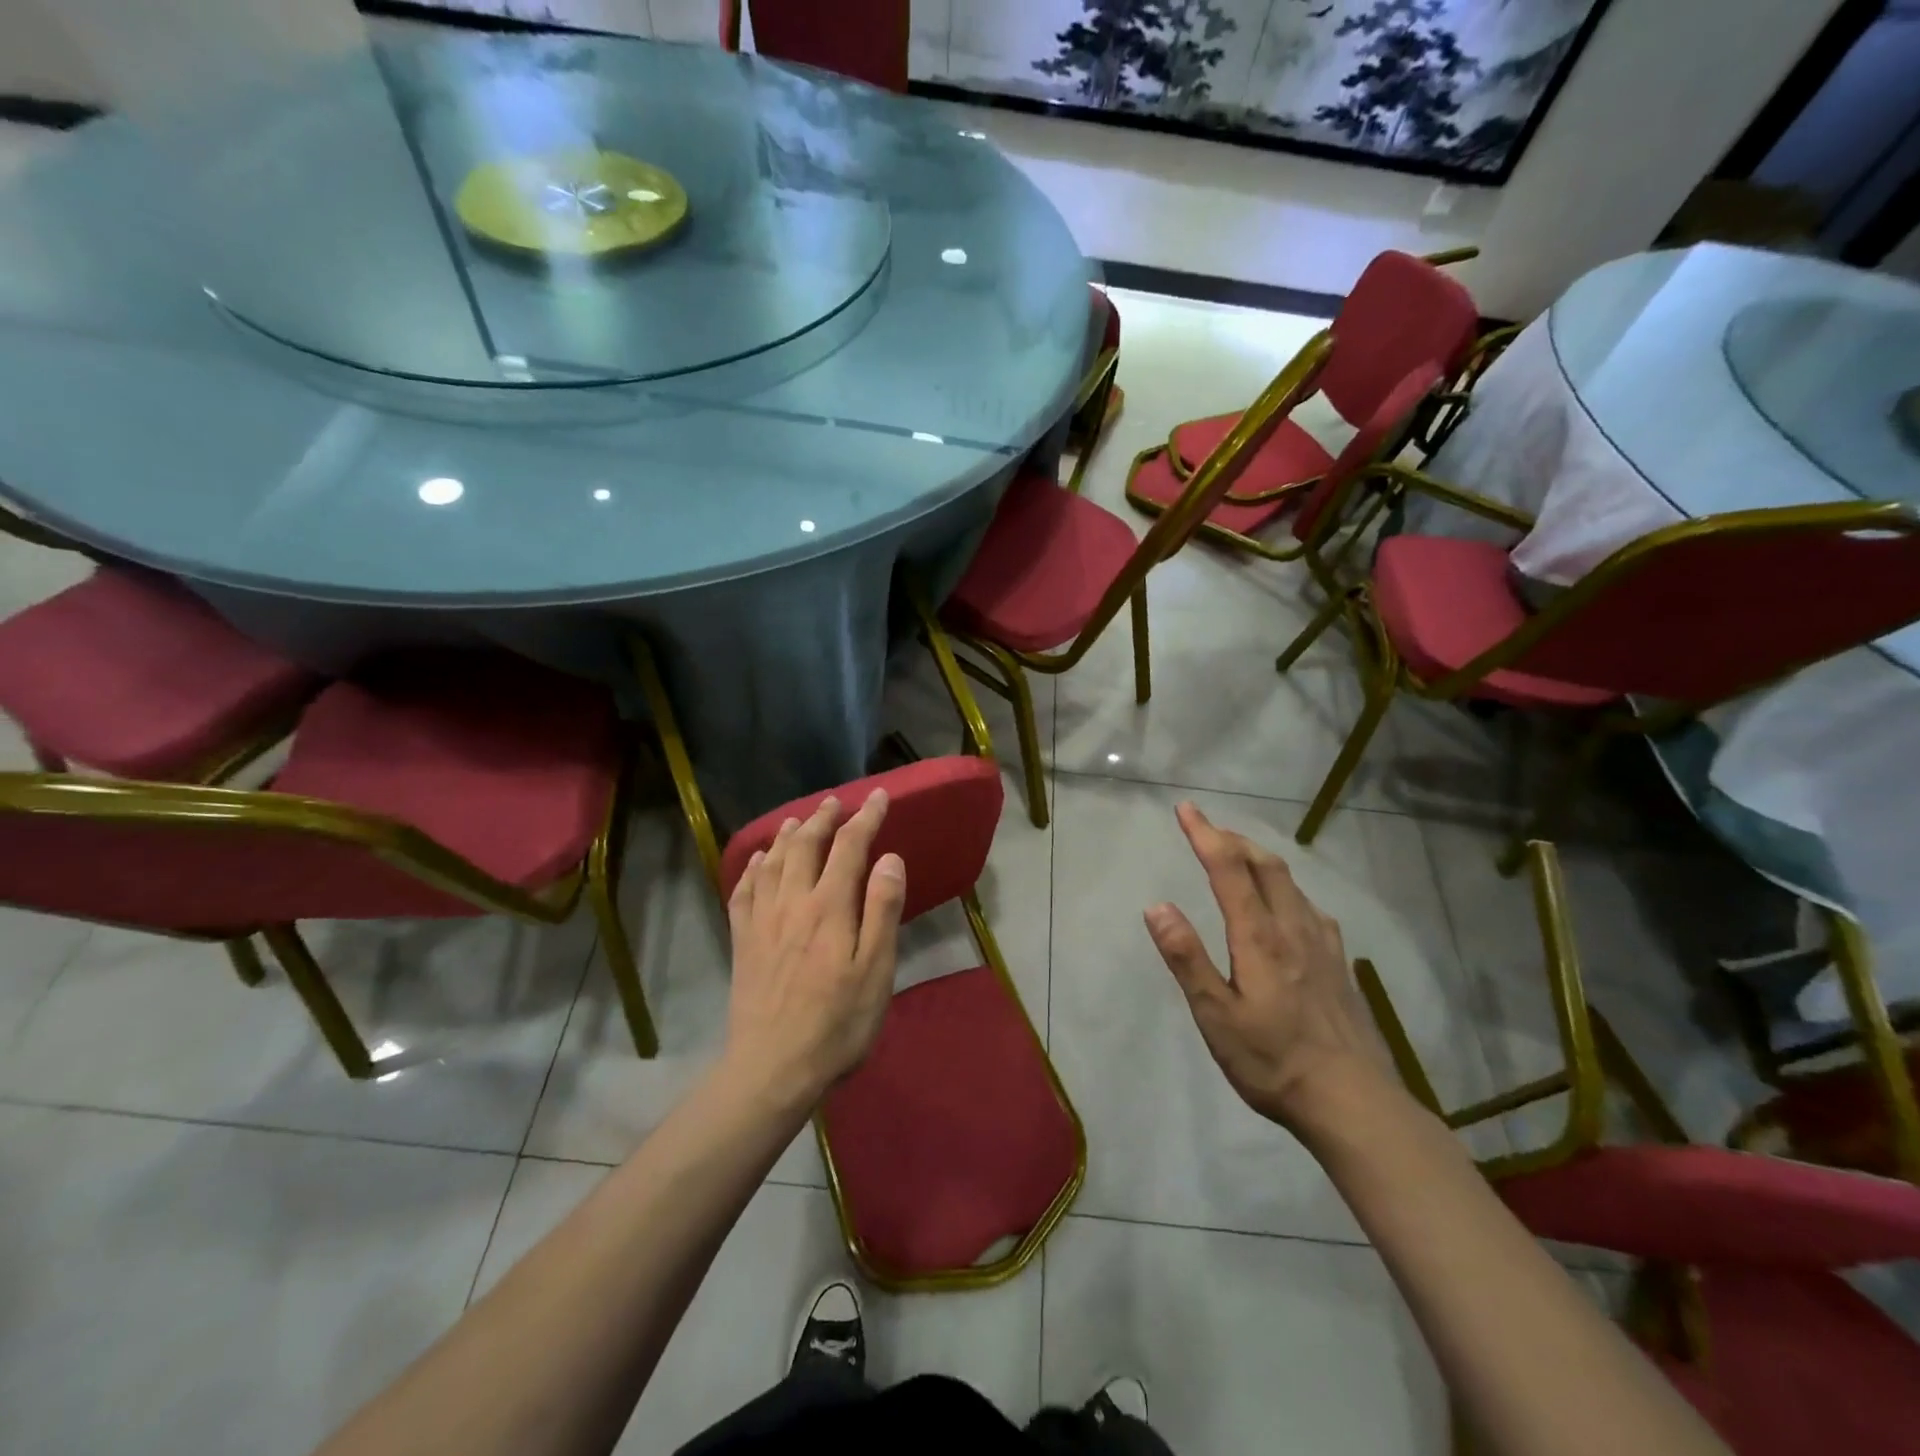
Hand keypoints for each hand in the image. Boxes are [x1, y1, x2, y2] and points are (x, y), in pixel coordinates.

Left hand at [723, 789, 906, 1112]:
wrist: (772, 1069)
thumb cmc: (837, 1024)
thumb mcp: (875, 971)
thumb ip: (882, 910)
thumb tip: (889, 858)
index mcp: (829, 907)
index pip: (849, 847)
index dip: (865, 817)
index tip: (878, 797)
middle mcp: (792, 902)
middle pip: (805, 845)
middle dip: (823, 819)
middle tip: (836, 802)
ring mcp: (761, 921)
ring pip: (772, 862)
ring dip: (787, 835)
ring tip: (798, 820)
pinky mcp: (742, 942)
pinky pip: (743, 892)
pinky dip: (751, 868)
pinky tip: (757, 862)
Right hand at [1144, 802, 1391, 1140]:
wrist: (1354, 1102)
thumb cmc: (1273, 1061)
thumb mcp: (1216, 1016)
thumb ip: (1187, 958)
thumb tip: (1157, 906)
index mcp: (1259, 937)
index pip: (1229, 869)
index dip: (1206, 834)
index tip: (1186, 808)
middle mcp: (1293, 928)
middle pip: (1265, 865)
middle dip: (1233, 838)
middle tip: (1207, 828)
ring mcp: (1323, 945)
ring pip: (1291, 882)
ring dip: (1260, 858)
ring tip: (1239, 855)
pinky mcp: (1339, 964)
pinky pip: (1310, 907)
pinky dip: (1287, 888)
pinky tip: (1287, 905)